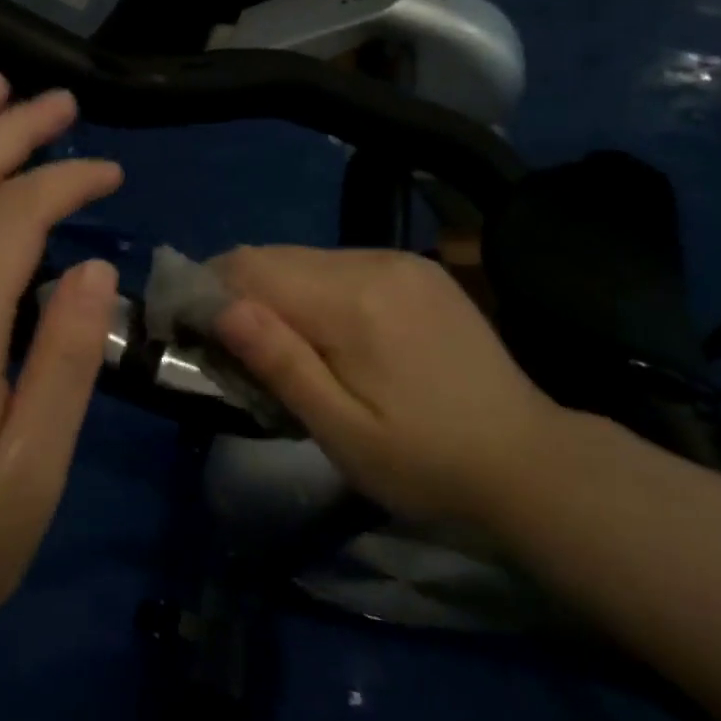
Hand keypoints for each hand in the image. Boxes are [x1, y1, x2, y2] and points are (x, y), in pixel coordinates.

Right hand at [212, 247, 558, 525]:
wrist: (531, 461)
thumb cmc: (428, 464)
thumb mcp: (343, 432)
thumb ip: (281, 363)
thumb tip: (220, 307)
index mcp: (352, 300)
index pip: (250, 267)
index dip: (207, 291)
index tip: (190, 332)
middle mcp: (373, 261)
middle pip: (274, 256)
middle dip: (238, 294)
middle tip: (232, 352)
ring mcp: (399, 260)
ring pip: (304, 258)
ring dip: (276, 293)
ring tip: (279, 348)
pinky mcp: (416, 269)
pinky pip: (339, 264)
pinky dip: (313, 291)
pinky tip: (327, 334)